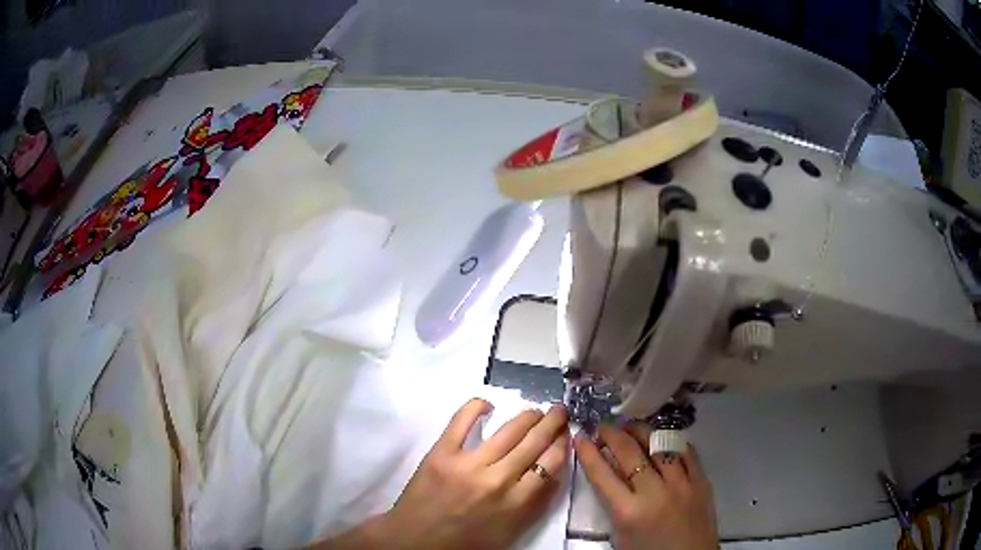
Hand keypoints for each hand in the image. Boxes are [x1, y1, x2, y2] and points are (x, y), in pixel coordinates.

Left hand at [321, 398, 569, 549]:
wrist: (415, 541)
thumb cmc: (465, 542)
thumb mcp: (509, 532)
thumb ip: (534, 505)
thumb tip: (552, 473)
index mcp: (516, 503)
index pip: (551, 464)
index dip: (562, 445)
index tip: (567, 434)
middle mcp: (498, 480)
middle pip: (534, 442)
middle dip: (552, 423)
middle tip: (560, 411)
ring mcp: (468, 464)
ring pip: (509, 430)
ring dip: (528, 415)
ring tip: (536, 410)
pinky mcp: (441, 453)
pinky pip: (462, 420)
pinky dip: (476, 406)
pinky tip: (488, 404)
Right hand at [574, 425, 717, 549]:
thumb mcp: (620, 534)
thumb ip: (613, 504)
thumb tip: (608, 472)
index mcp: (628, 512)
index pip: (602, 474)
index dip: (588, 453)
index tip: (580, 436)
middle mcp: (654, 493)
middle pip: (629, 452)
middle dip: (611, 434)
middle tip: (602, 426)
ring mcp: (682, 484)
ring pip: (659, 445)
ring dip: (641, 432)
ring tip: (630, 426)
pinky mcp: (702, 482)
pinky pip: (686, 452)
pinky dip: (671, 442)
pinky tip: (662, 439)